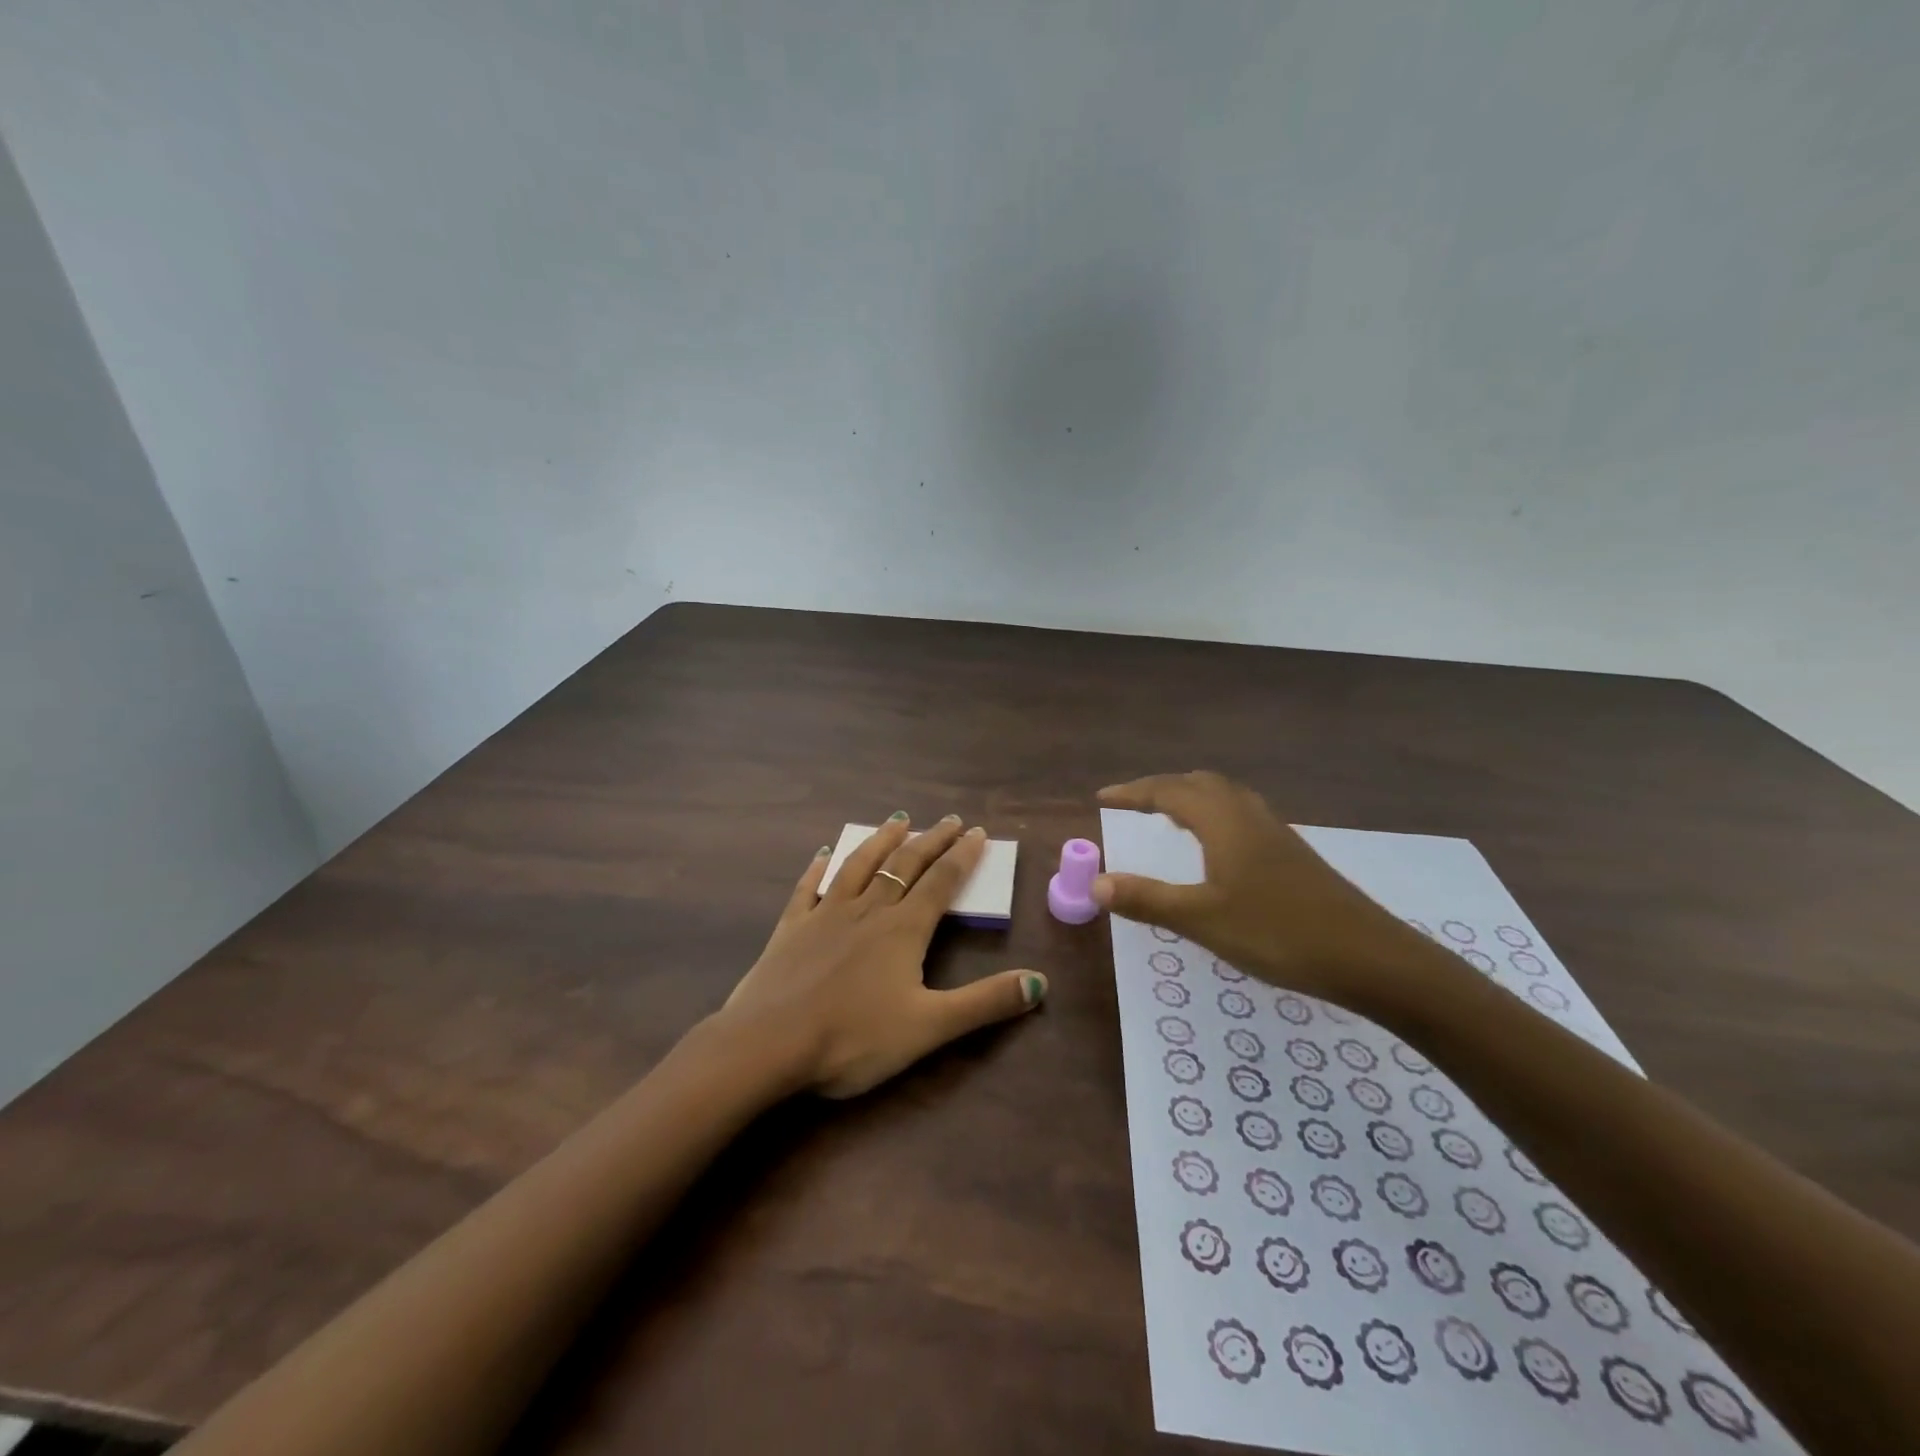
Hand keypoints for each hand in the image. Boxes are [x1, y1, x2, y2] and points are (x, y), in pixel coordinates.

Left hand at [718, 815, 1047, 1097]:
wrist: (768, 1044)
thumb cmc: (853, 1038)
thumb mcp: (929, 1027)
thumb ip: (984, 1003)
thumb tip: (1039, 983)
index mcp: (903, 930)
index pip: (941, 882)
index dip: (962, 856)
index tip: (977, 832)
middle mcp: (868, 910)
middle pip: (905, 865)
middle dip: (931, 840)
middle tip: (949, 820)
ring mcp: (825, 914)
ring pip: (859, 865)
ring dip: (881, 841)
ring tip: (897, 821)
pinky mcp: (791, 927)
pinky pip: (808, 888)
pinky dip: (819, 868)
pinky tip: (823, 854)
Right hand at [1095, 772, 1447, 1012]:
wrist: (1370, 957)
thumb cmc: (1278, 933)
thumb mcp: (1203, 920)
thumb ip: (1148, 899)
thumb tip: (1096, 884)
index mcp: (1223, 823)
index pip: (1168, 792)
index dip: (1132, 793)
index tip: (1102, 798)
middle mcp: (1248, 816)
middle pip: (1199, 784)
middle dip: (1161, 788)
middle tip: (1132, 804)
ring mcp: (1276, 833)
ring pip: (1225, 796)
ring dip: (1190, 797)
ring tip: (1168, 815)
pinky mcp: (1292, 854)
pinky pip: (1242, 814)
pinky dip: (1214, 814)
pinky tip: (1217, 846)